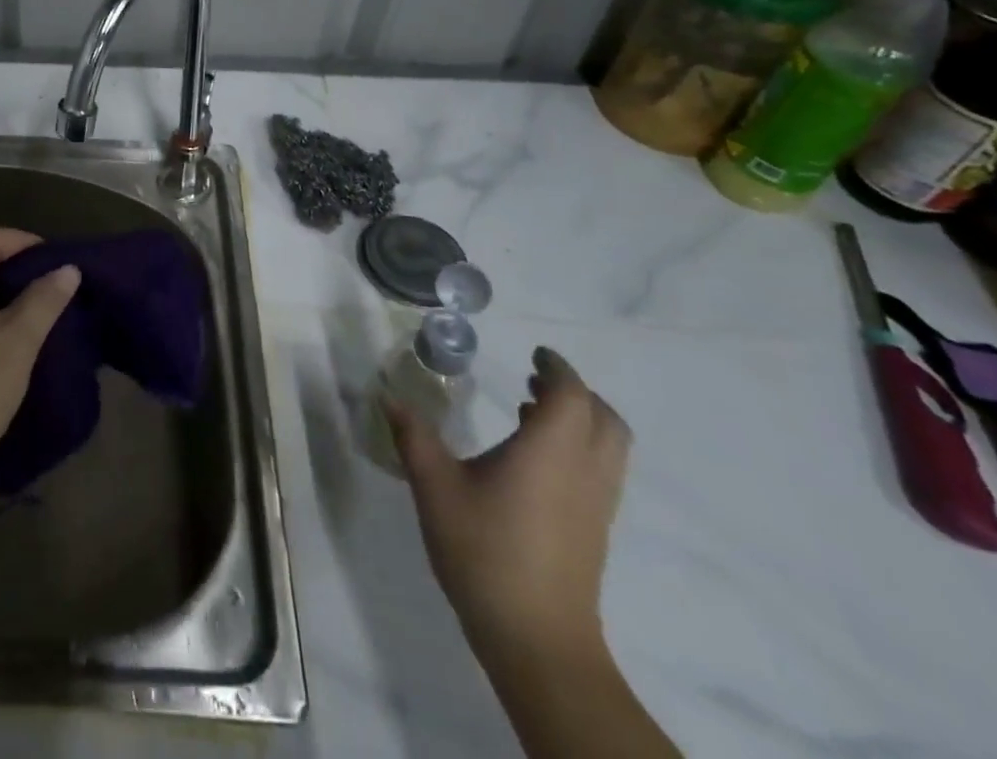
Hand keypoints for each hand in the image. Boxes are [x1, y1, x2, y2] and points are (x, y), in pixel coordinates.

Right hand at [387, 347, 630, 660]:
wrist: (537, 641)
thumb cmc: (485, 551)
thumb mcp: (435, 486)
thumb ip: (413, 436)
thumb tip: (387, 395)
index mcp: (550, 450)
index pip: (571, 394)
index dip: (556, 368)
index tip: (533, 355)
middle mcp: (584, 470)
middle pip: (603, 418)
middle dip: (575, 392)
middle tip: (534, 380)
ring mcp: (596, 505)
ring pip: (609, 447)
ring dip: (580, 420)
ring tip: (532, 412)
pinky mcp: (595, 531)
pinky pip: (601, 471)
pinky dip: (579, 448)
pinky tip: (534, 461)